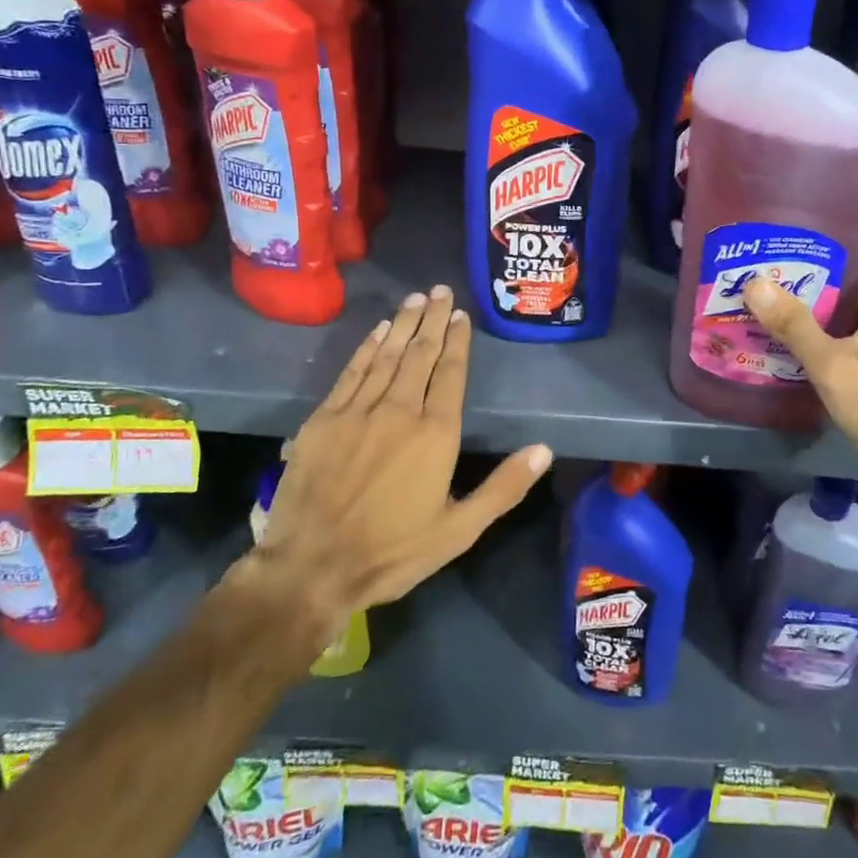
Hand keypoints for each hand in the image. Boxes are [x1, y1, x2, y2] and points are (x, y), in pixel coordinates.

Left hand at [246, 285, 552, 633]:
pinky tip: (377, 331)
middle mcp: (400, 410)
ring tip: (414, 298)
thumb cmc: (393, 551)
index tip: (459, 314)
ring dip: (402, 324)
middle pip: (420, 354)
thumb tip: (544, 449)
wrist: (312, 567)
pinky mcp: (324, 419)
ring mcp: (358, 411)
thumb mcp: (460, 530)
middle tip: (438, 290)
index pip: (451, 373)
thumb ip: (503, 487)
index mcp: (436, 433)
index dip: (457, 341)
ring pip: (386, 356)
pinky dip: (367, 347)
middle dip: (431, 320)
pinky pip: (352, 371)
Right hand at [741, 220, 857, 518]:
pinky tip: (795, 317)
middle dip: (830, 250)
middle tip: (782, 241)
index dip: (855, 215)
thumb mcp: (834, 363)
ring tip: (780, 272)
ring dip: (828, 285)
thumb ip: (794, 323)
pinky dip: (833, 314)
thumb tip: (754, 282)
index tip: (813, 207)